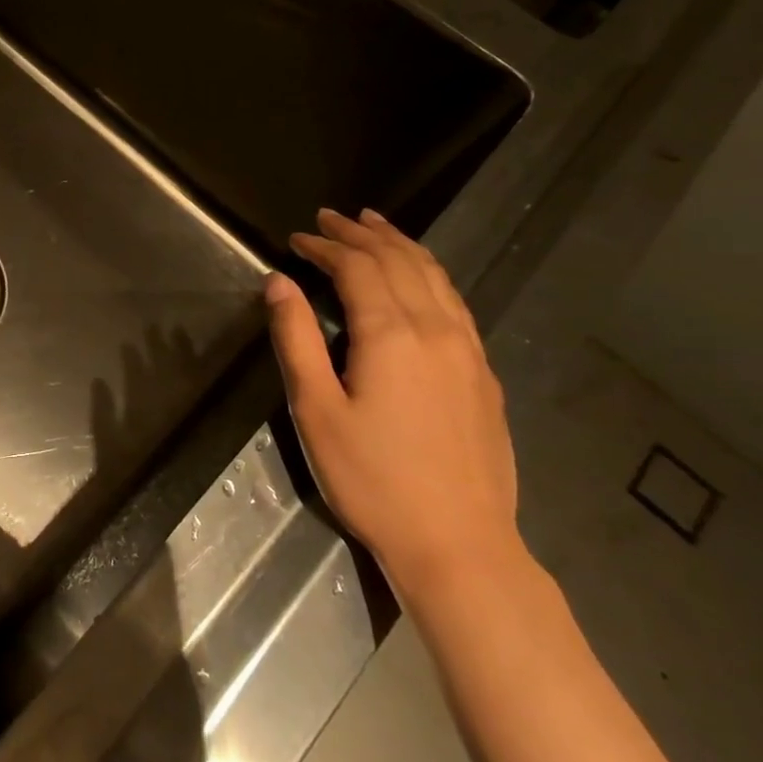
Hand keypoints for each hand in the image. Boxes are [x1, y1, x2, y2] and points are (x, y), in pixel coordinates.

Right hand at [264, 207, 519, 602]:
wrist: (459, 545)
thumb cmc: (372, 479)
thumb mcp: (316, 410)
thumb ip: (296, 338)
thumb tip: (279, 282)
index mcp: (391, 335)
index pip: (357, 267)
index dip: (325, 246)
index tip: (297, 238)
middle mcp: (435, 329)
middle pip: (398, 261)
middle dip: (360, 234)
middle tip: (330, 216)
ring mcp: (468, 350)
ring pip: (434, 275)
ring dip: (400, 243)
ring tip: (375, 224)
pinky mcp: (483, 373)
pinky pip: (455, 301)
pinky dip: (429, 272)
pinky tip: (420, 275)